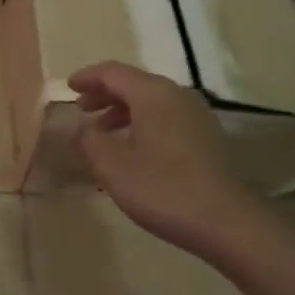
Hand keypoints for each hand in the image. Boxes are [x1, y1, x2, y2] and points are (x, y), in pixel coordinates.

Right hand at [71, 61, 262, 261]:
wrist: (225, 222)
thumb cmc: (162, 188)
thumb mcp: (112, 166)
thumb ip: (90, 140)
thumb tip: (85, 129)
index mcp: (152, 94)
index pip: (113, 72)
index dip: (88, 77)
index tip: (69, 87)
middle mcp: (177, 95)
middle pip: (134, 83)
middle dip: (105, 93)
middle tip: (82, 108)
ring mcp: (196, 115)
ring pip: (152, 101)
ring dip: (123, 110)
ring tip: (104, 131)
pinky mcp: (207, 136)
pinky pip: (167, 117)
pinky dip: (143, 122)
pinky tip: (134, 148)